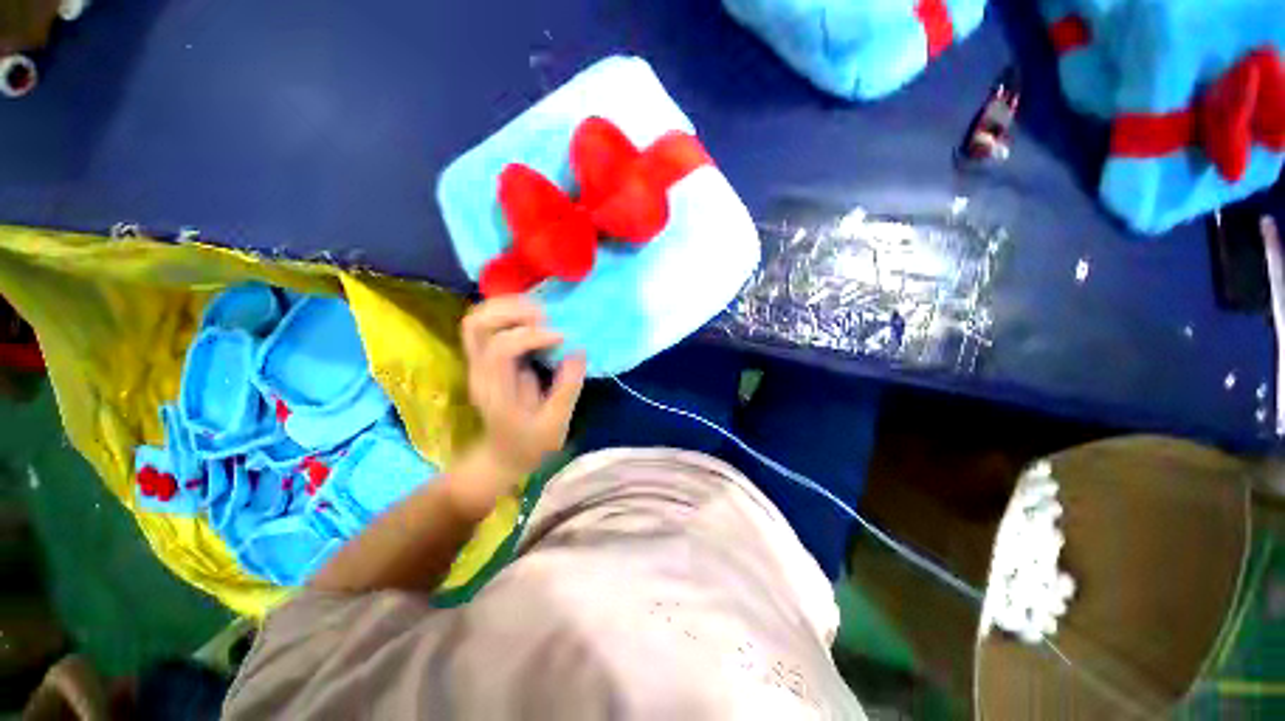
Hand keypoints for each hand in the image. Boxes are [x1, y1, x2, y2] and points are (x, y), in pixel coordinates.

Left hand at [459, 297, 586, 485]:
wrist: (502, 456)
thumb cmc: (529, 444)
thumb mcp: (555, 424)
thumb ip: (567, 388)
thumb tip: (578, 351)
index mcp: (495, 390)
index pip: (501, 348)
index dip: (531, 335)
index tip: (562, 337)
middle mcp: (479, 371)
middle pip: (477, 324)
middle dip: (512, 311)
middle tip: (546, 316)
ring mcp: (478, 363)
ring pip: (477, 319)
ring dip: (507, 307)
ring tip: (540, 312)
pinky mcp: (485, 358)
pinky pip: (488, 324)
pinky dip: (507, 312)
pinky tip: (532, 316)